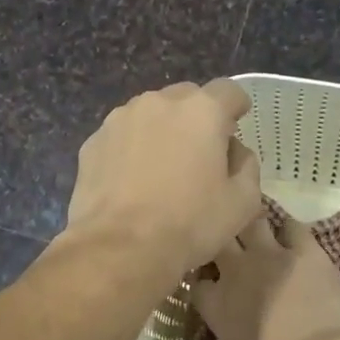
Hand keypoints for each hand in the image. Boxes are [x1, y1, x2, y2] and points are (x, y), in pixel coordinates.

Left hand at [63, 80, 262, 274]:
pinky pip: (122, 136)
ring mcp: (119, 119)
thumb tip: (234, 152)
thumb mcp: (243, 203)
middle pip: (186, 98)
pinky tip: (132, 182)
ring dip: (162, 131)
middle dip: (197, 118)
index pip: (229, 91)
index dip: (236, 108)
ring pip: (150, 114)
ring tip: (162, 169)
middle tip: (199, 155)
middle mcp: (158, 102)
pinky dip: (131, 149)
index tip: (234, 130)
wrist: (119, 248)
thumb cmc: (189, 224)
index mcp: (201, 111)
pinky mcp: (92, 142)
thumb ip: (247, 166)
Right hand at [194, 212, 339, 339]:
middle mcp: (236, 271)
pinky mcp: (305, 250)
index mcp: (215, 303)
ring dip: (252, 227)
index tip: (210, 284)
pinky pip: (293, 227)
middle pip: (217, 239)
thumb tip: (233, 325)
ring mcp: (270, 255)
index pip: (197, 279)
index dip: (203, 279)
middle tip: (229, 246)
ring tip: (258, 232)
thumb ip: (229, 331)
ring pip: (251, 222)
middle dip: (220, 240)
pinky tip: (294, 239)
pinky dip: (291, 232)